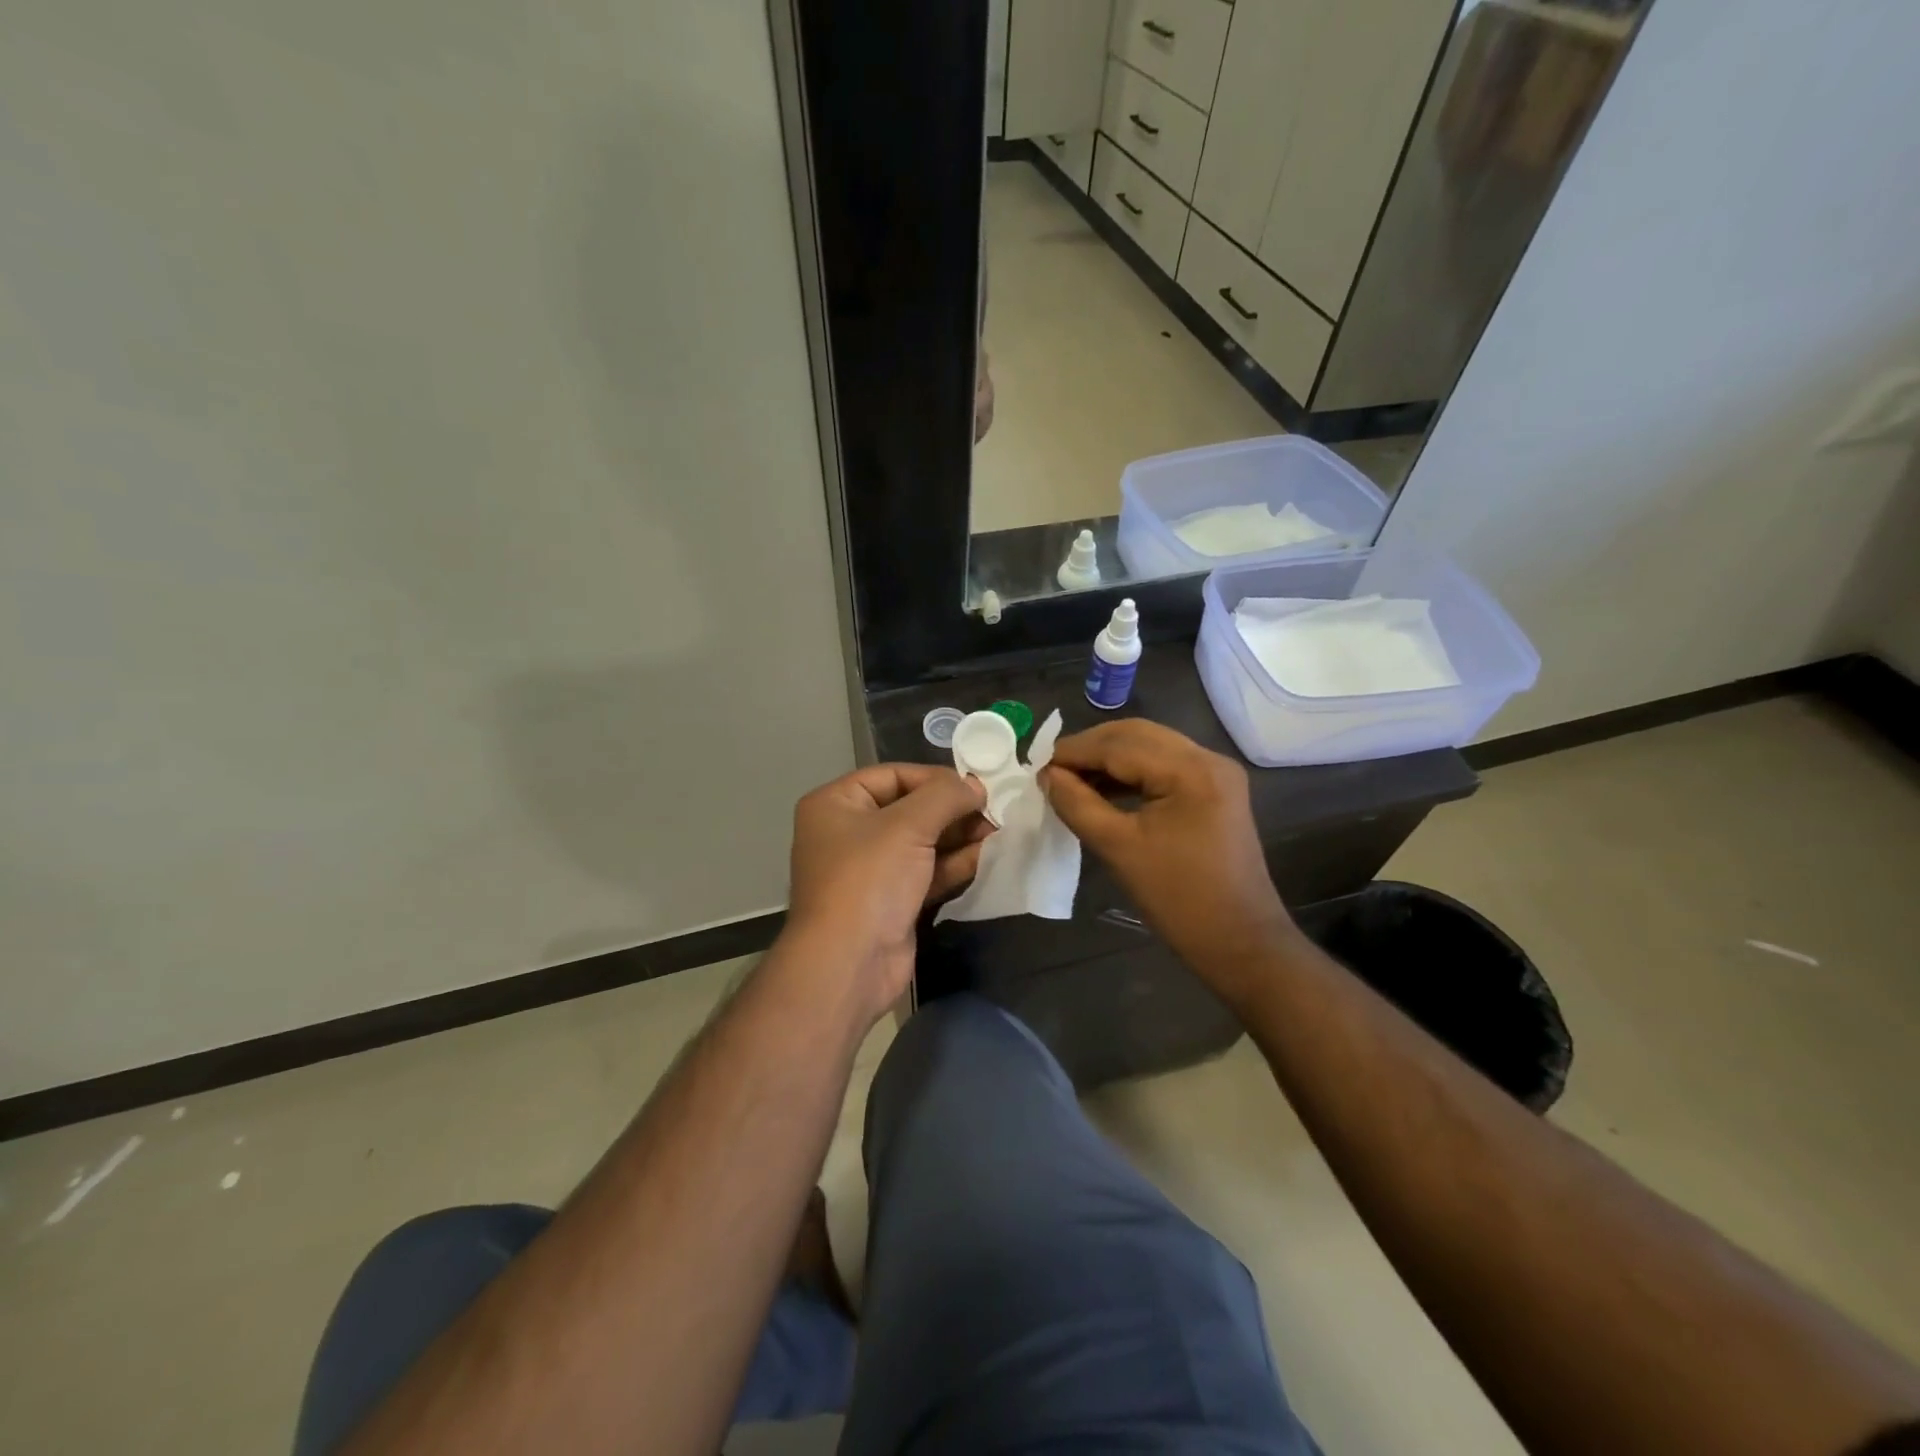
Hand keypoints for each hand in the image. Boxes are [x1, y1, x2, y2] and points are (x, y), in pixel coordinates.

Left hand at [785, 764, 990, 1016]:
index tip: (977, 784)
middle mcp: (848, 832)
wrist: (849, 963)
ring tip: (999, 831)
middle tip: (995, 810)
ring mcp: (869, 870)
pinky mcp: (890, 901)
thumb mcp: (908, 825)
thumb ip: (946, 796)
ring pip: (921, 842)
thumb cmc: (869, 880)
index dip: (935, 777)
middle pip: (909, 808)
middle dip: (952, 810)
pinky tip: (988, 857)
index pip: (893, 775)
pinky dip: (954, 864)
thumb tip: (976, 785)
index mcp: (836, 804)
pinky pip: (926, 872)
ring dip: (959, 836)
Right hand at [1041, 720, 1293, 1001]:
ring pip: (1150, 746)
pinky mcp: (1215, 790)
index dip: (1075, 752)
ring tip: (1072, 780)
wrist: (1241, 942)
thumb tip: (1048, 776)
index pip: (1119, 745)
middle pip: (1136, 735)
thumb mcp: (1118, 849)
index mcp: (1190, 770)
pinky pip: (1165, 765)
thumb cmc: (1178, 899)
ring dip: (1110, 758)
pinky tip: (1104, 789)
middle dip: (1091, 748)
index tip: (1038, 768)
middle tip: (1053, 771)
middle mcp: (1208, 758)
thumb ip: (1077, 804)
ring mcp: (1216, 773)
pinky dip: (1132, 772)